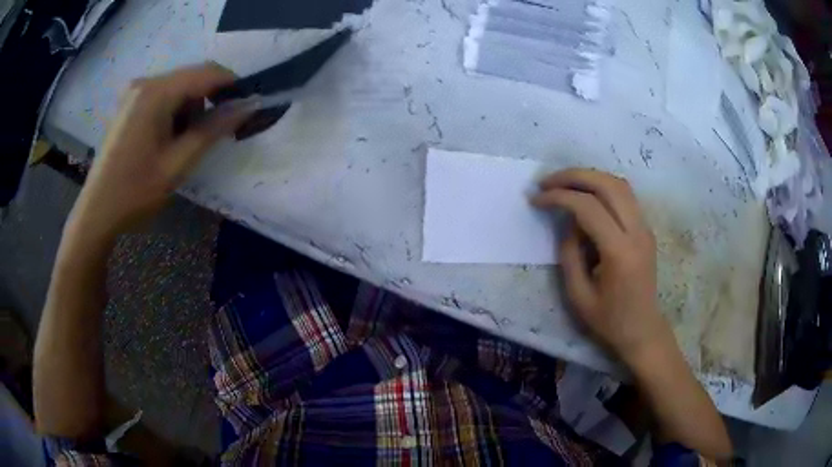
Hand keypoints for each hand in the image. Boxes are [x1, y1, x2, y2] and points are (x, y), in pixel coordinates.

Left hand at [69, 63, 251, 239]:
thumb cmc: (134, 191)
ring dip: (191, 110)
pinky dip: (175, 112)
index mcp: (155, 92)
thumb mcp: (177, 164)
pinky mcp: (130, 104)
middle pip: (192, 78)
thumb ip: (213, 130)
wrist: (97, 212)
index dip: (232, 85)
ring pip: (178, 88)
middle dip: (209, 101)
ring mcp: (135, 92)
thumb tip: (250, 105)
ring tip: (183, 144)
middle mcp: (145, 83)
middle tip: (213, 135)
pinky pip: (163, 97)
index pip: (206, 73)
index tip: (247, 107)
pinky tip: (167, 139)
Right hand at [531, 169, 672, 365]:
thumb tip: (568, 223)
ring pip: (619, 184)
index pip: (588, 207)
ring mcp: (645, 228)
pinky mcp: (646, 229)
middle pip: (607, 184)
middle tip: (547, 182)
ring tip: (563, 183)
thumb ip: (569, 254)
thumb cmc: (609, 321)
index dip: (559, 197)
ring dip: (589, 176)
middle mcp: (637, 232)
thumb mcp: (578, 295)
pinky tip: (585, 195)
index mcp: (620, 252)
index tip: (536, 199)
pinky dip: (602, 186)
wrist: (643, 330)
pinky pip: (625, 195)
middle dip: (573, 176)